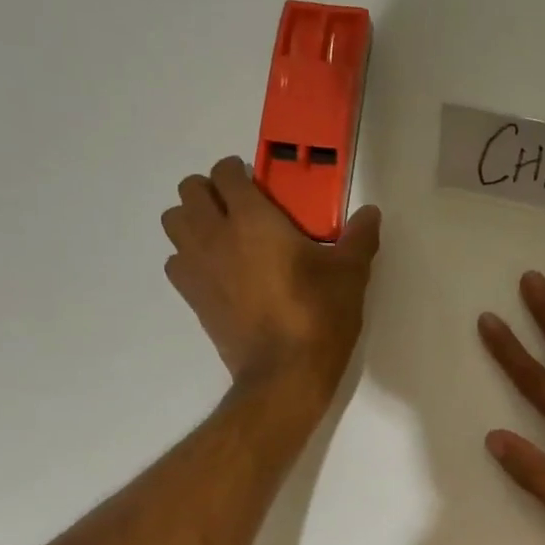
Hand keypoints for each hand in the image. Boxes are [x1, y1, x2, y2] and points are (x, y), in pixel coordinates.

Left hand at [163, 156, 380, 404]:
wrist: (285, 373)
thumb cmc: (318, 317)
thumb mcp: (349, 275)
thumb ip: (359, 238)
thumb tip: (371, 213)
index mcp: (252, 218)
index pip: (225, 172)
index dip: (238, 172)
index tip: (257, 185)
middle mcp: (215, 234)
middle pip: (190, 191)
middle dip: (210, 191)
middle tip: (238, 209)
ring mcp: (197, 266)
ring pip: (173, 222)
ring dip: (192, 220)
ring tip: (221, 236)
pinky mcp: (192, 297)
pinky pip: (175, 261)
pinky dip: (188, 258)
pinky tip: (215, 271)